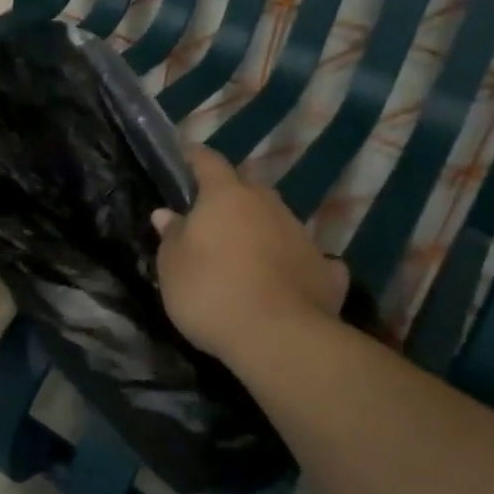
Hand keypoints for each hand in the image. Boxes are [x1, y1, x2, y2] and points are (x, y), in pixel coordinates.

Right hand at [152, 145, 347, 362]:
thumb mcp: (172, 266)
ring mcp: (301, 235)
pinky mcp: (326, 270)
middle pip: (248, 187)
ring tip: (248, 250)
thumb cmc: (211, 292)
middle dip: (232, 194)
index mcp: (226, 196)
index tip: (186, 155)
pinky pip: (308, 257)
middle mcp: (267, 205)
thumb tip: (167, 214)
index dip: (196, 157)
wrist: (279, 337)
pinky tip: (292, 278)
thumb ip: (171, 236)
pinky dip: (297, 262)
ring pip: (278, 219)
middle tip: (214, 212)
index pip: (209, 162)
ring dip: (262, 227)